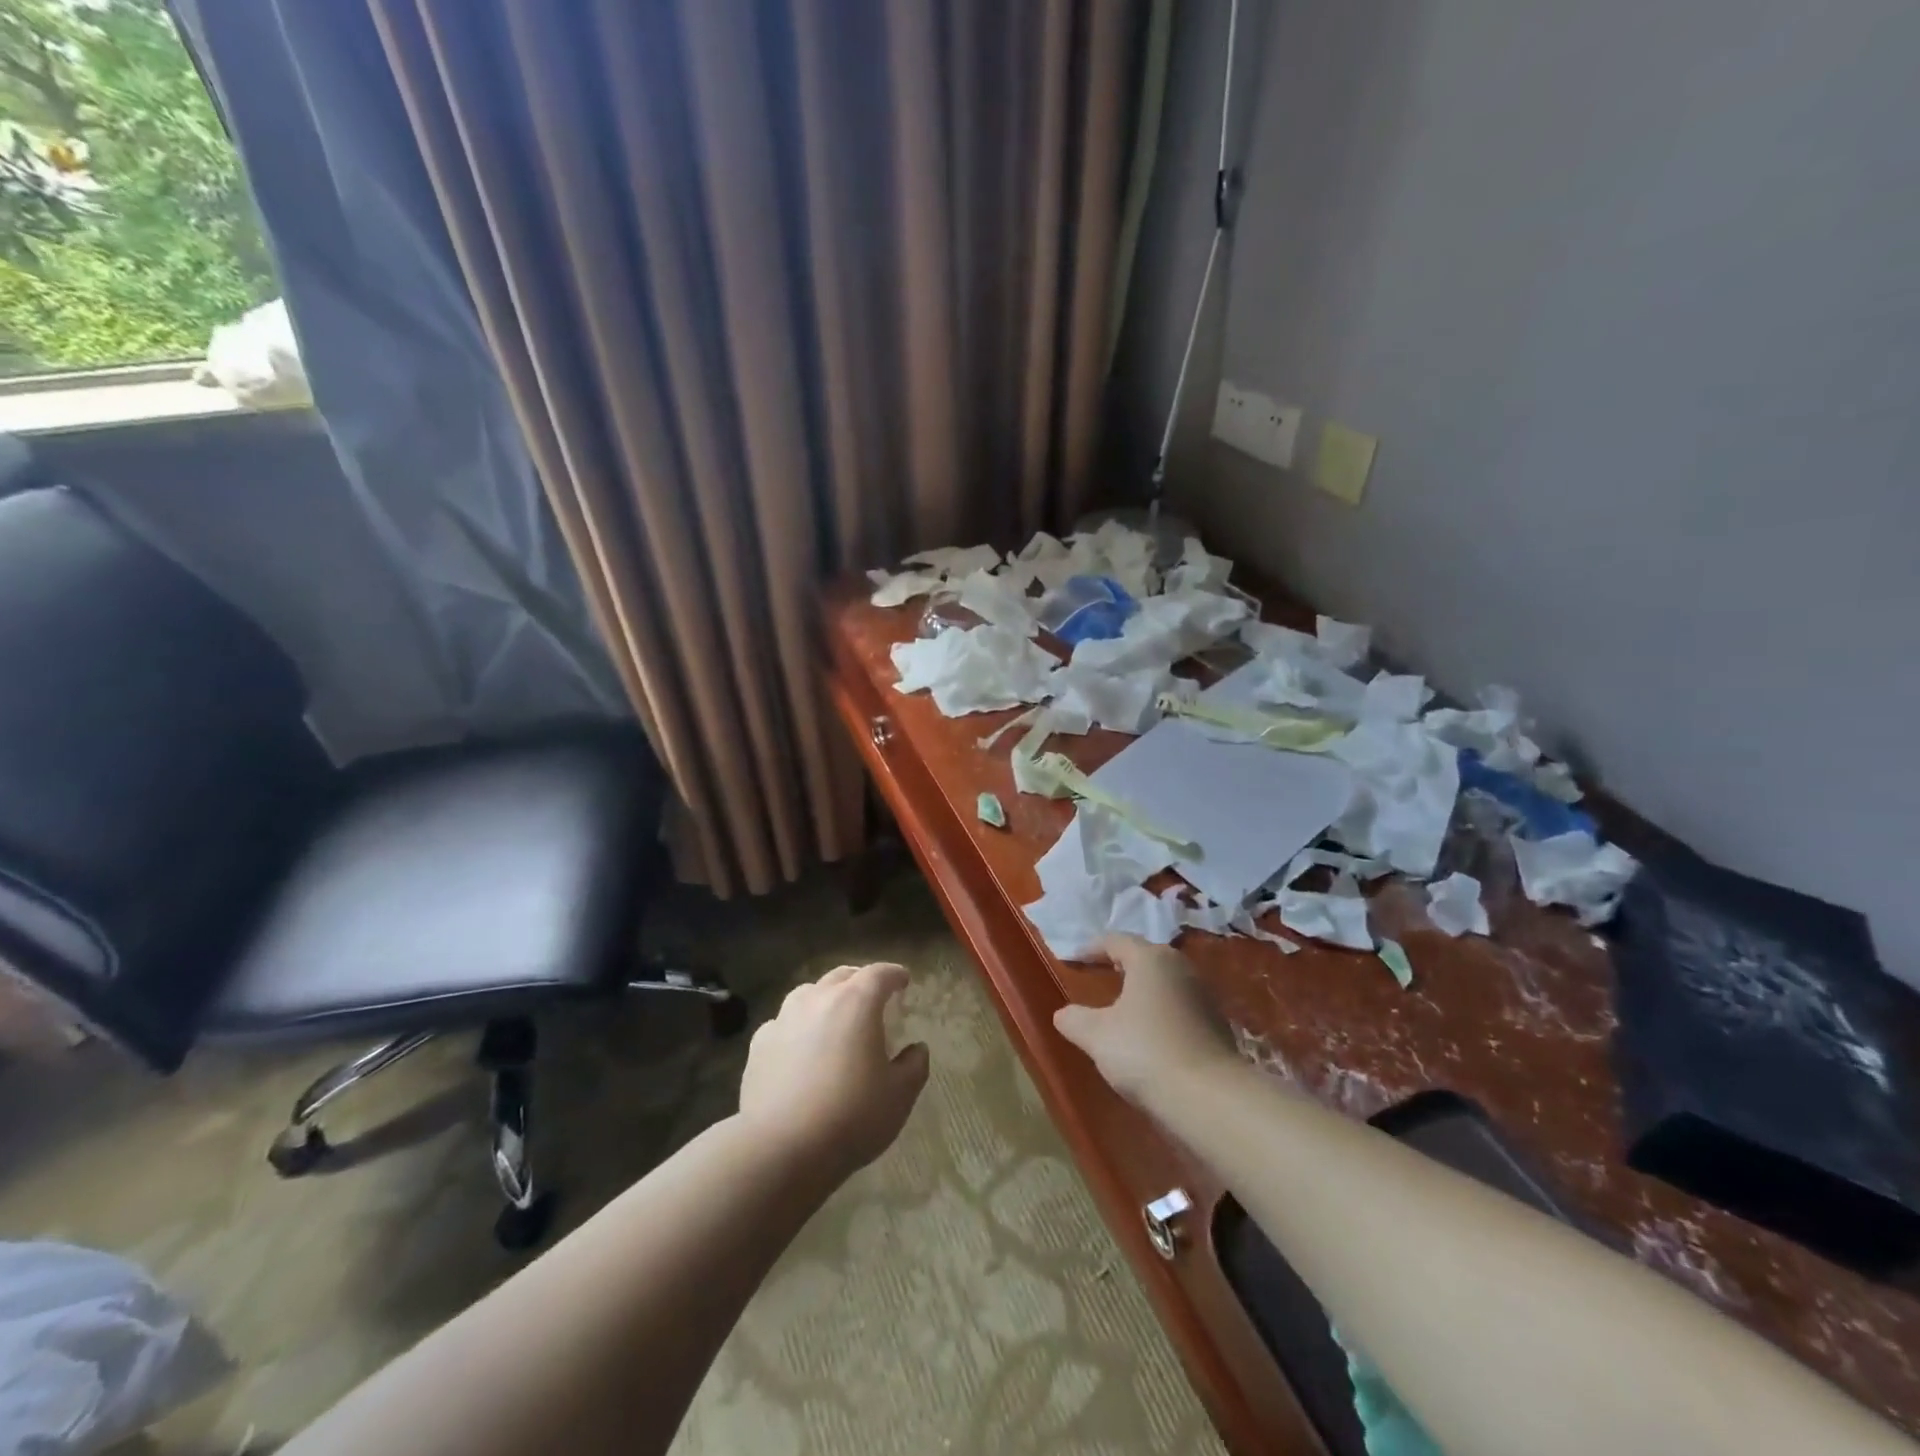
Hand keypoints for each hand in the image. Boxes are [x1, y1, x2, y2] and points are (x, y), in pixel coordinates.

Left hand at [739, 962, 929, 1179]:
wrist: (779, 1149)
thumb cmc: (850, 1117)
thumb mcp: (898, 1096)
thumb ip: (914, 1066)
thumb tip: (917, 1049)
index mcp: (856, 1003)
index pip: (879, 974)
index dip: (894, 974)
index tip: (903, 981)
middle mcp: (818, 999)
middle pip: (842, 976)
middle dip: (860, 980)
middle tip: (872, 996)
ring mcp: (784, 1019)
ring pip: (809, 993)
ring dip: (826, 998)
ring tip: (834, 1018)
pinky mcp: (759, 1044)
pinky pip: (784, 1023)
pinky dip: (797, 1026)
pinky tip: (800, 1047)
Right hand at [1052, 934, 1238, 1106]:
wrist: (1210, 1098)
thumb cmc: (1145, 1052)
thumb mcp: (1096, 1036)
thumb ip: (1074, 1019)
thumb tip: (1063, 1014)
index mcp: (1150, 959)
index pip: (1116, 941)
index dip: (1091, 949)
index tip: (1072, 959)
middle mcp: (1180, 967)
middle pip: (1145, 957)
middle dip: (1120, 965)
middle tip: (1098, 976)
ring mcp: (1203, 995)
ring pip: (1164, 982)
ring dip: (1142, 990)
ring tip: (1121, 1007)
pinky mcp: (1216, 1024)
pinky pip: (1179, 1006)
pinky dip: (1160, 1012)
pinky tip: (1148, 1034)